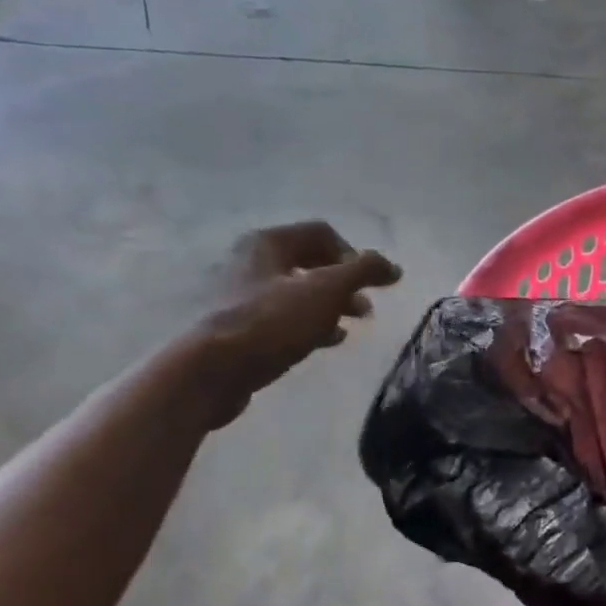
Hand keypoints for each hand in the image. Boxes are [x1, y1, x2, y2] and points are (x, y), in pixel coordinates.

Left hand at [190, 222, 400, 427]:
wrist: (212, 372)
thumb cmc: (273, 321)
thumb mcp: (328, 290)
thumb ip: (364, 271)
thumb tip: (393, 267)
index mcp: (268, 243)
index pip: (322, 233)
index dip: (354, 254)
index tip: (371, 283)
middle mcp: (251, 262)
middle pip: (311, 263)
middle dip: (345, 283)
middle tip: (365, 307)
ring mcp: (242, 296)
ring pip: (300, 292)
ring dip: (332, 305)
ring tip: (352, 324)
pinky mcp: (240, 327)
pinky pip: (285, 318)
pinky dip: (312, 324)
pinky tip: (328, 340)